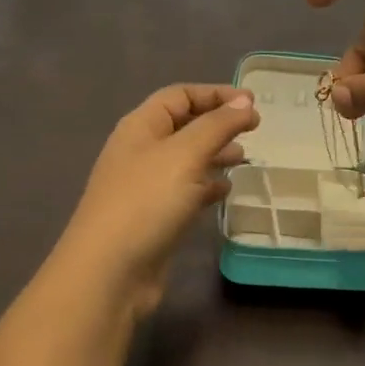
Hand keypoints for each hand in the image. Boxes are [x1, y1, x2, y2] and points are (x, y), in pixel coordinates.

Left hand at [53, 84, 260, 316]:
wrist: (109, 271)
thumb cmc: (146, 202)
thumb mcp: (185, 154)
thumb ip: (217, 125)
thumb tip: (244, 102)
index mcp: (141, 127)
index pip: (179, 96)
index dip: (215, 94)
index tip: (252, 103)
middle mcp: (141, 151)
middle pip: (183, 125)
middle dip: (218, 124)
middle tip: (255, 130)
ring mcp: (145, 186)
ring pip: (186, 160)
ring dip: (215, 154)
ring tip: (245, 157)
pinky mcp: (154, 217)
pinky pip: (185, 191)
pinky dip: (206, 186)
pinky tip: (226, 191)